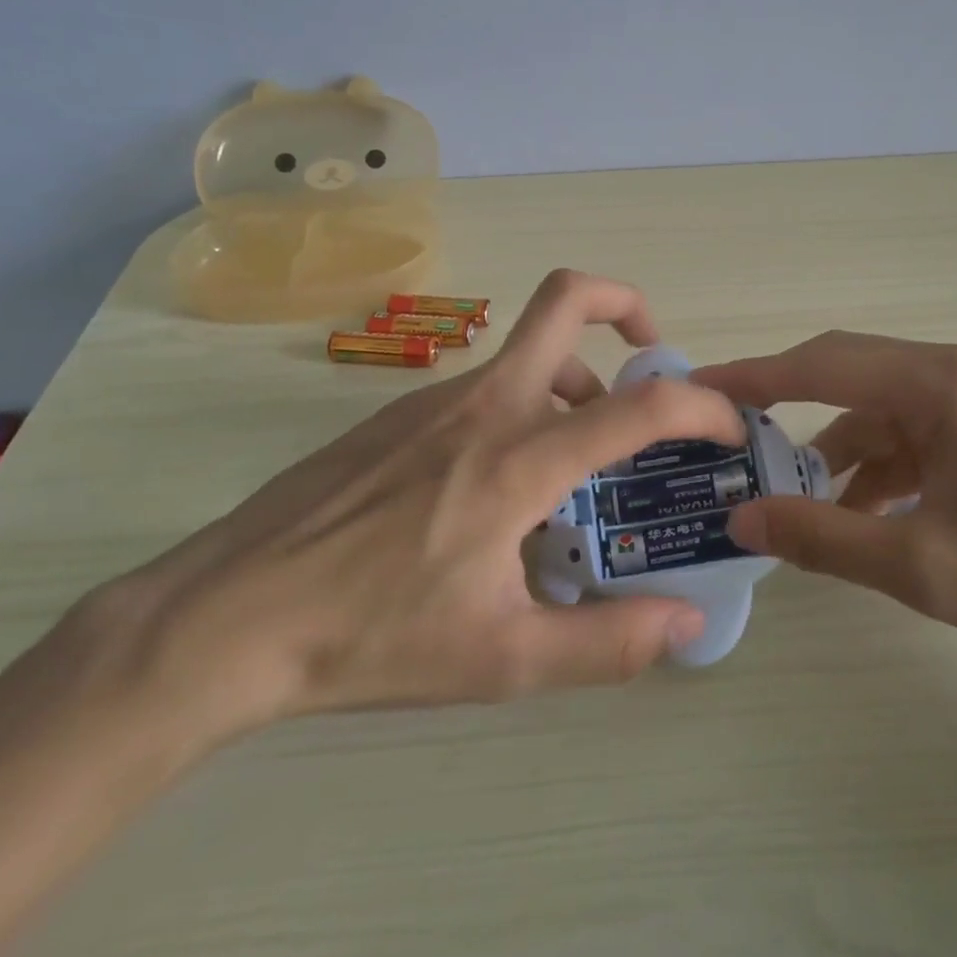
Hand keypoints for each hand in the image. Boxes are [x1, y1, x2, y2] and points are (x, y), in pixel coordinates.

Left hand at [83, 270, 743, 743]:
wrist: (228, 615)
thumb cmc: (370, 636)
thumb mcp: (502, 659)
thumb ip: (607, 643)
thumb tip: (687, 624)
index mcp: (519, 458)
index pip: (639, 404)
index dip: (701, 404)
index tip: (728, 425)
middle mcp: (484, 404)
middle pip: (565, 297)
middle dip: (626, 303)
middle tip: (652, 352)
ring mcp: (436, 400)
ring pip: (526, 351)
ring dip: (574, 380)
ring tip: (579, 459)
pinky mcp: (400, 412)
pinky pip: (486, 387)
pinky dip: (524, 407)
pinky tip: (500, 486)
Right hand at [691, 333, 956, 661]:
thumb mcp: (925, 566)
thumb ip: (826, 539)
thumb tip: (743, 518)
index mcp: (938, 383)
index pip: (822, 364)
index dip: (755, 376)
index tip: (701, 387)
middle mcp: (952, 371)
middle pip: (846, 373)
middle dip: (787, 406)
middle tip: (733, 437)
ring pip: (878, 409)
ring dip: (837, 450)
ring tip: (799, 501)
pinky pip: (911, 432)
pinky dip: (878, 466)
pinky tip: (865, 515)